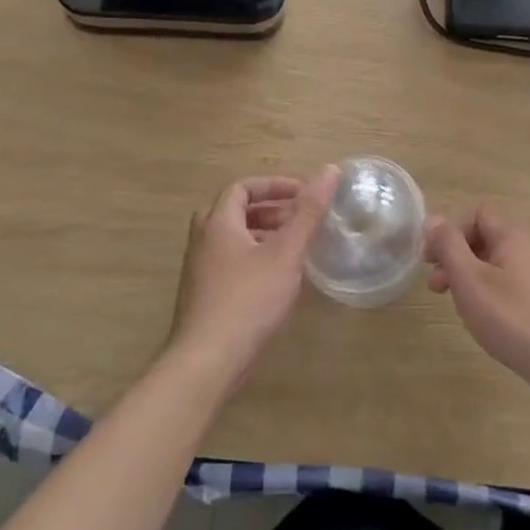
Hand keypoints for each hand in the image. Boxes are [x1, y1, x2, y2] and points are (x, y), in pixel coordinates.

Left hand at [165, 167, 340, 391]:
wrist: (207, 360)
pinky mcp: (203, 294)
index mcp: (217, 222)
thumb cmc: (248, 300)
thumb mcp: (285, 253)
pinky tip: (276, 279)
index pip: (243, 187)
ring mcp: (199, 268)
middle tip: (300, 220)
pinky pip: (230, 261)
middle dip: (271, 210)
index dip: (274, 186)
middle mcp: (202, 239)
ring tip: (294, 247)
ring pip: (233, 238)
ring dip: (263, 234)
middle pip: (236, 211)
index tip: (304, 194)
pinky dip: (254, 257)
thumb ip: (308, 212)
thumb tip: (330, 170)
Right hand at [424, 204, 529, 397]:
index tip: (431, 260)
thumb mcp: (470, 280)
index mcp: (512, 236)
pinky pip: (510, 286)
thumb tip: (433, 218)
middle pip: (485, 238)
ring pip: (496, 265)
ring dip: (469, 279)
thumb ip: (449, 246)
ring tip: (459, 308)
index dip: (451, 230)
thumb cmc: (513, 319)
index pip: (477, 212)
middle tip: (436, 287)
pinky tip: (487, 322)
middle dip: (455, 257)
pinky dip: (490, 296)